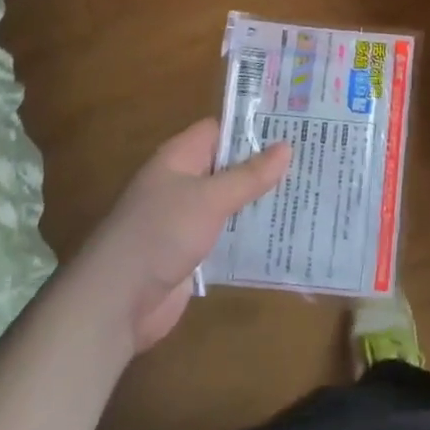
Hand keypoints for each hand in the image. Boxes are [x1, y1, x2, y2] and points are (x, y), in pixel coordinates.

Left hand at [75, 119, 290, 353]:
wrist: (115, 303)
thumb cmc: (160, 234)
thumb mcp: (209, 199)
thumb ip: (249, 175)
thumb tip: (287, 147)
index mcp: (179, 158)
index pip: (221, 130)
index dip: (254, 126)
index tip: (295, 126)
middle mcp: (183, 182)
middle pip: (229, 165)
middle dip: (265, 165)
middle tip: (313, 159)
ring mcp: (187, 219)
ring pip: (232, 201)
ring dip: (262, 200)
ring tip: (309, 192)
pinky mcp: (193, 252)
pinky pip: (228, 234)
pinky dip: (252, 233)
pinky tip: (286, 232)